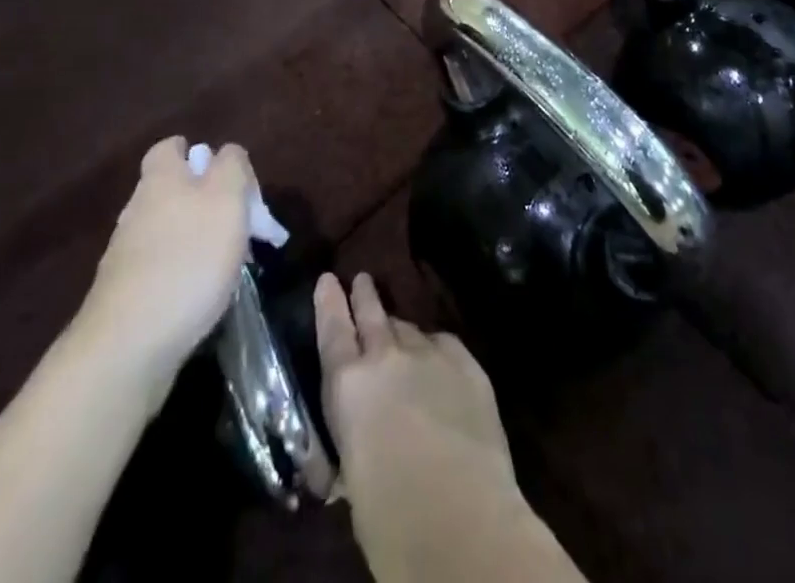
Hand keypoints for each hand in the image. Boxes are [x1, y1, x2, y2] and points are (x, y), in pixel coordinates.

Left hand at [76, 137, 252, 367]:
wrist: (128, 347)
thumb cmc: (188, 260)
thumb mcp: (227, 198)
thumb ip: (232, 166)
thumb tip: (227, 154)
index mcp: (161, 179)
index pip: (172, 148)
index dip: (200, 154)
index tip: (230, 178)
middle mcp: (138, 209)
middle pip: (174, 189)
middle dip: (208, 200)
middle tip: (243, 225)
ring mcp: (127, 253)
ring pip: (170, 228)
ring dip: (200, 238)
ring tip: (232, 263)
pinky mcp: (126, 293)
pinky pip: (163, 266)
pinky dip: (186, 271)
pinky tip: (204, 292)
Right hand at [315, 274, 544, 579]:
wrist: (459, 516)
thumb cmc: (389, 517)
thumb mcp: (353, 473)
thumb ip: (356, 435)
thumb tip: (362, 438)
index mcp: (348, 386)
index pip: (332, 331)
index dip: (329, 303)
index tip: (328, 279)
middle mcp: (386, 357)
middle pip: (372, 314)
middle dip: (365, 296)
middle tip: (362, 279)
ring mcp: (430, 353)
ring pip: (409, 329)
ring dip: (400, 330)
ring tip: (398, 331)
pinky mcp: (466, 362)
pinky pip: (444, 345)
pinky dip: (435, 350)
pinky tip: (437, 360)